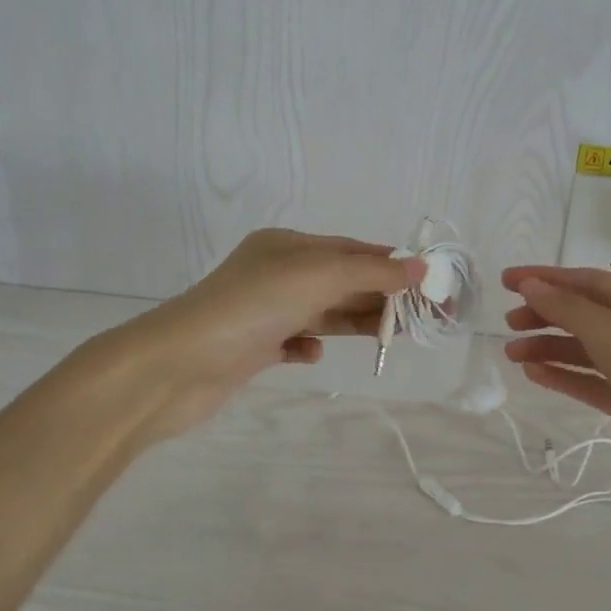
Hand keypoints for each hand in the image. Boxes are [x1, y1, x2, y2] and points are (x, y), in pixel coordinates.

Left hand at [117, 229, 424, 440]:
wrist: (179, 364)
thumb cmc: (251, 308)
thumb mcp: (317, 276)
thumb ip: (370, 271)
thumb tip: (420, 267)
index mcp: (287, 246)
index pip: (352, 249)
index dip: (393, 264)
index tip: (432, 284)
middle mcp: (275, 273)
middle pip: (342, 280)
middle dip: (382, 296)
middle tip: (425, 317)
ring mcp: (263, 311)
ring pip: (323, 312)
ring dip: (356, 321)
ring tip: (392, 337)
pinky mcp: (253, 348)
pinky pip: (294, 341)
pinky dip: (310, 345)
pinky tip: (315, 354)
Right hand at [501, 266, 610, 519]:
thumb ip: (568, 309)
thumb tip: (529, 286)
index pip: (593, 282)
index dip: (548, 279)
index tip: (506, 281)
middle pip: (590, 315)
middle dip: (548, 316)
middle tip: (508, 324)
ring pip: (590, 351)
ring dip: (552, 348)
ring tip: (512, 354)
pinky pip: (596, 382)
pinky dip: (566, 376)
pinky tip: (535, 375)